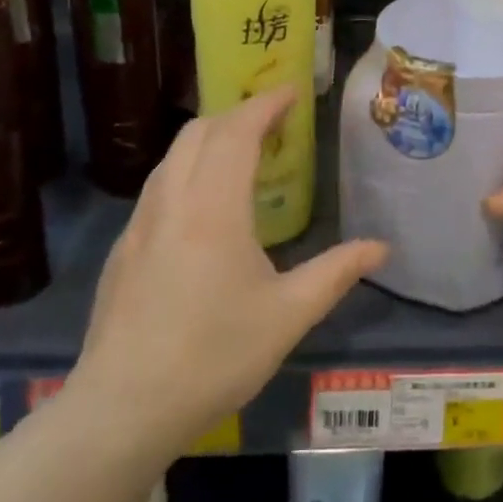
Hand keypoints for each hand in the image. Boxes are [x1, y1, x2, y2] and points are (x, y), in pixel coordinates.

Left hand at [69, 89, 387, 449]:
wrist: (121, 410)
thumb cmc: (213, 356)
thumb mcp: (287, 316)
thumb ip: (336, 273)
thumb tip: (381, 248)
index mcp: (214, 208)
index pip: (237, 131)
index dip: (265, 104)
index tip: (291, 91)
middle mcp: (173, 201)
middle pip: (199, 132)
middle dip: (236, 114)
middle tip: (272, 123)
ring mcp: (141, 224)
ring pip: (172, 157)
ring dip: (208, 140)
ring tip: (240, 155)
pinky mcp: (124, 249)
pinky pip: (158, 187)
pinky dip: (186, 170)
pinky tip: (202, 206)